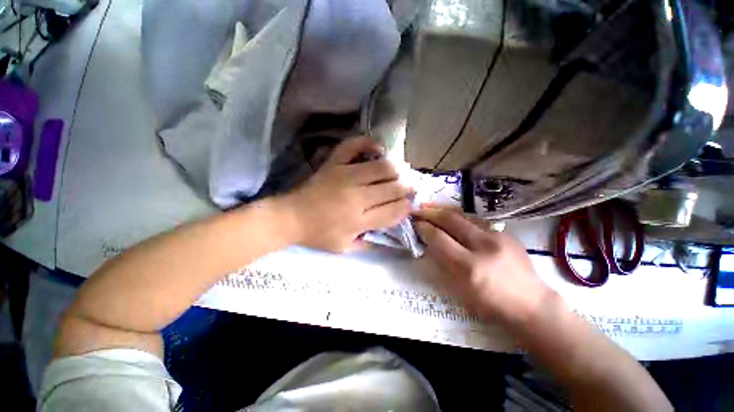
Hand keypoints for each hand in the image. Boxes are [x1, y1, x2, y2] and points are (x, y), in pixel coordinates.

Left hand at [281, 136, 412, 252]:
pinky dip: (368, 143)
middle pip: (393, 187)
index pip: (394, 211)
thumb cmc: (318, 235)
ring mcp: (345, 175)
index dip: (407, 207)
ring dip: (396, 168)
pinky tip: (377, 149)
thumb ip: (369, 242)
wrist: (291, 217)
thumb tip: (390, 233)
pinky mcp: (334, 163)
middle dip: (407, 187)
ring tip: (400, 171)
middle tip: (411, 186)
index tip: (411, 204)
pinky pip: (353, 146)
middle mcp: (356, 196)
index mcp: (359, 220)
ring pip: (382, 167)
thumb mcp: (345, 247)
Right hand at [413, 207, 553, 322]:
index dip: (424, 228)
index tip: (414, 222)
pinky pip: (476, 220)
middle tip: (417, 209)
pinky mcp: (505, 233)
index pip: (439, 238)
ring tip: (430, 207)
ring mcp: (498, 236)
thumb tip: (428, 242)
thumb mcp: (460, 290)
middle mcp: (484, 246)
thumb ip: (442, 263)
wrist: (532, 304)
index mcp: (469, 267)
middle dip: (430, 212)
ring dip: (444, 209)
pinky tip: (451, 215)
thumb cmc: (491, 304)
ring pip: (464, 215)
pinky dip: (459, 216)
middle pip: (451, 220)